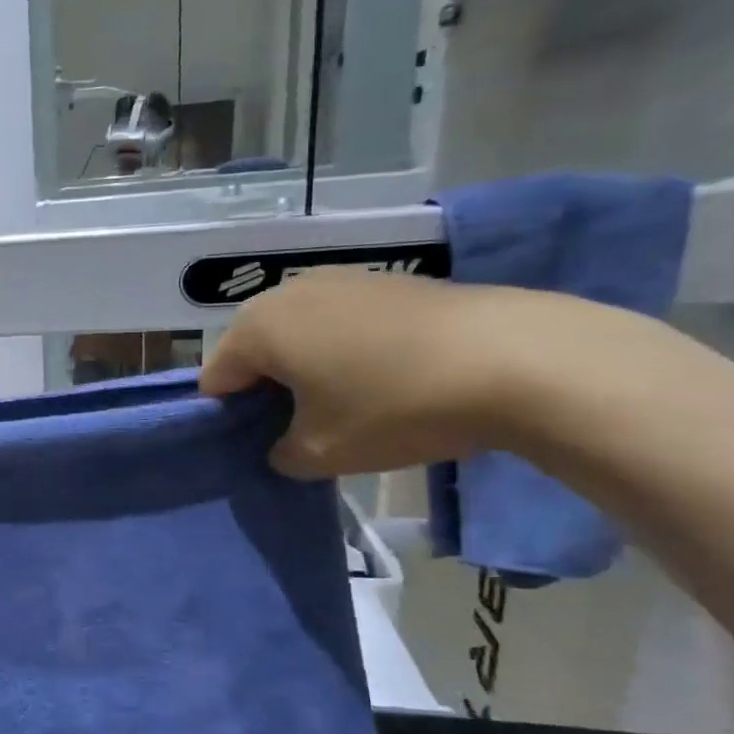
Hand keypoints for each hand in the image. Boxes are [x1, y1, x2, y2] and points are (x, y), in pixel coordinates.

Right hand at [200, 272, 580, 477]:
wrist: (517, 359)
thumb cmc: (393, 407)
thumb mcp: (321, 454)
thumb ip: (281, 455)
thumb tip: (284, 445)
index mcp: (256, 329)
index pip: (216, 380)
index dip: (229, 419)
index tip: (260, 446)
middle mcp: (287, 293)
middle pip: (253, 351)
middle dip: (267, 390)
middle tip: (301, 428)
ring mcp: (341, 279)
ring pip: (299, 333)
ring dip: (307, 368)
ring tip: (346, 403)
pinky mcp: (388, 279)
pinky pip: (340, 321)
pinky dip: (346, 349)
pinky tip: (385, 377)